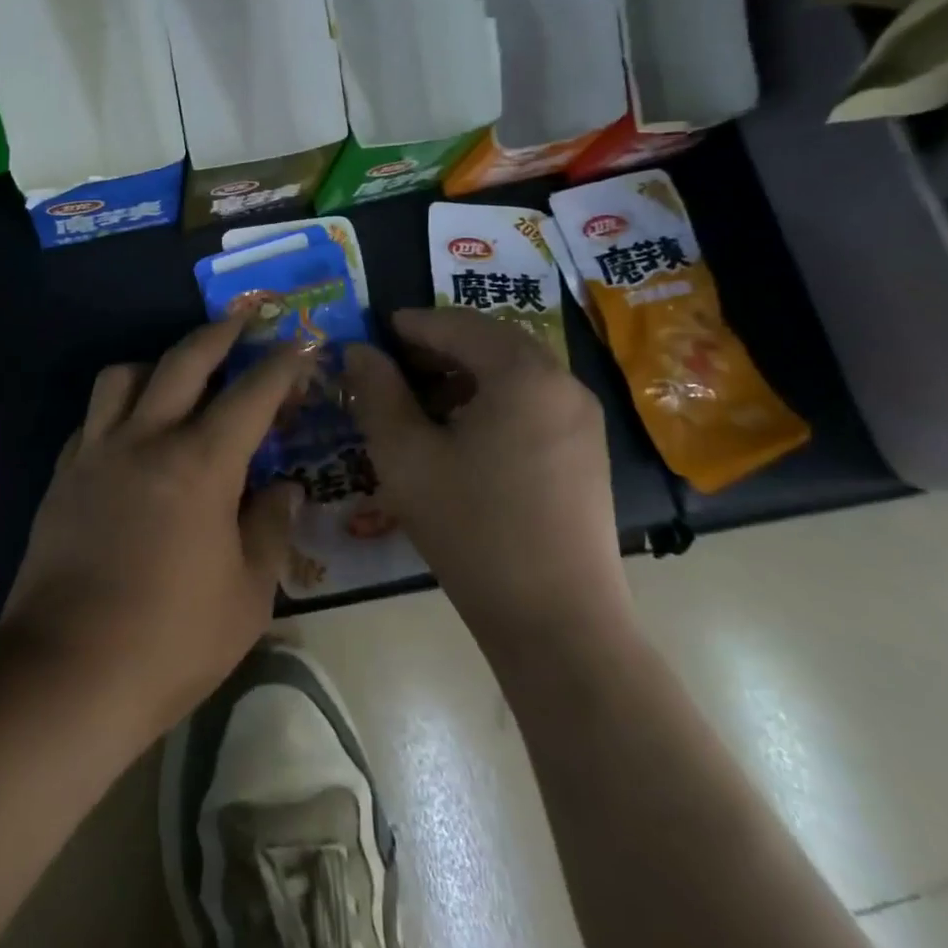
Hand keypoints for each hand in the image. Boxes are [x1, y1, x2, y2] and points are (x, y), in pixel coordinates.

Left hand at [0, 318, 308, 741]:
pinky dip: (118, 410)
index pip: (252, 393)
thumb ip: (269, 529)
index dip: (282, 363)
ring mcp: (96, 452)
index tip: (300, 343)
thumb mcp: (247, 594)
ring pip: (123, 376)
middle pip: (184, 360)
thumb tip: (284, 487)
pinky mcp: (63, 475)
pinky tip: (132, 434)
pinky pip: (93, 418)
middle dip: (220, 331)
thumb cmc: (171, 641)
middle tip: (242, 316)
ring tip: (179, 379)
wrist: (66, 674)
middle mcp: (146, 439)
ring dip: (157, 365)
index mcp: (200, 464)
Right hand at [343, 308, 631, 643]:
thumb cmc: (473, 529)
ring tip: (420, 402)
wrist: (559, 622)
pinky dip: (491, 400)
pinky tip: (461, 435)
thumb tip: (360, 351)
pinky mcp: (587, 453)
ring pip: (513, 373)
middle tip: (392, 366)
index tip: (372, 333)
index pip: (458, 325)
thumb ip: (377, 393)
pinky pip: (532, 403)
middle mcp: (562, 383)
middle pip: (491, 343)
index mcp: (523, 374)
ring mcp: (582, 420)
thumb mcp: (406, 457)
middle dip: (437, 347)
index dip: (410, 325)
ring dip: (464, 374)